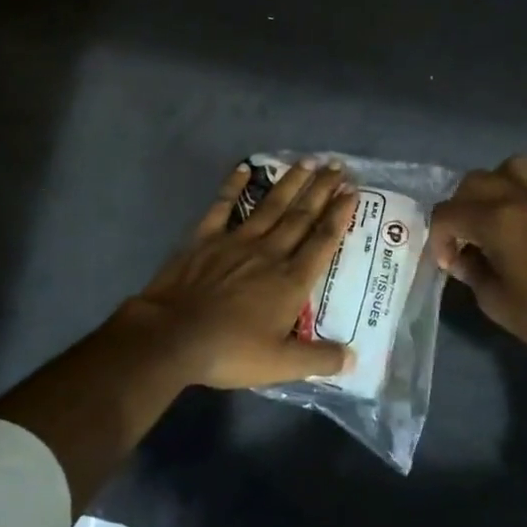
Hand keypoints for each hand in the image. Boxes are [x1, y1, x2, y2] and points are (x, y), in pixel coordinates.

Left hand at [118, 160, 354, 388]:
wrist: (173, 337)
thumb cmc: (230, 351)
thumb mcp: (281, 365)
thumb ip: (318, 359)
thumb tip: (353, 359)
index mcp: (291, 280)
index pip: (323, 241)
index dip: (340, 215)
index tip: (352, 191)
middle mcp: (270, 252)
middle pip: (302, 216)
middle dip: (322, 190)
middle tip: (337, 166)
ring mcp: (236, 241)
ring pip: (271, 206)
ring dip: (291, 183)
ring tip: (308, 161)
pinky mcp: (205, 239)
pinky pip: (222, 206)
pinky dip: (233, 186)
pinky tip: (244, 168)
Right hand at [430, 156, 526, 358]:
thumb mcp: (496, 303)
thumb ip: (472, 273)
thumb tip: (462, 257)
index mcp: (496, 222)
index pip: (448, 213)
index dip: (439, 237)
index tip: (449, 263)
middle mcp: (521, 199)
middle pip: (475, 181)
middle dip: (460, 207)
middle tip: (465, 237)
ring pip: (516, 166)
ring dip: (499, 183)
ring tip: (499, 209)